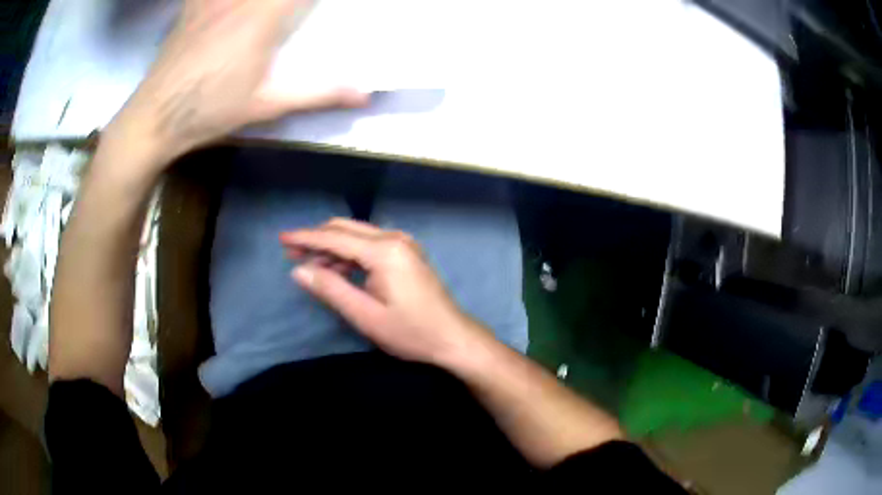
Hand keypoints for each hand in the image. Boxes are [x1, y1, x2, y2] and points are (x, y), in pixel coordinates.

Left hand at [107, 0, 369, 168]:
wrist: (155, 117)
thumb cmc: (210, 111)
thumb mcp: (266, 105)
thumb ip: (317, 93)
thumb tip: (365, 94)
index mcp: (264, 17)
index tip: (317, 3)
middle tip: (291, 9)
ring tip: (268, 10)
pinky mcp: (194, 4)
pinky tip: (225, 5)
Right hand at [280, 218, 489, 365]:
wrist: (453, 338)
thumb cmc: (410, 332)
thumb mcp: (365, 315)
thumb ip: (330, 289)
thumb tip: (299, 270)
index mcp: (384, 251)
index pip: (335, 237)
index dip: (305, 238)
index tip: (282, 238)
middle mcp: (394, 239)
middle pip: (345, 229)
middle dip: (316, 238)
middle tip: (291, 252)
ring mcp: (403, 244)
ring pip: (357, 236)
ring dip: (332, 247)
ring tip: (308, 264)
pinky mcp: (406, 254)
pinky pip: (370, 245)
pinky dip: (349, 253)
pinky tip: (336, 268)